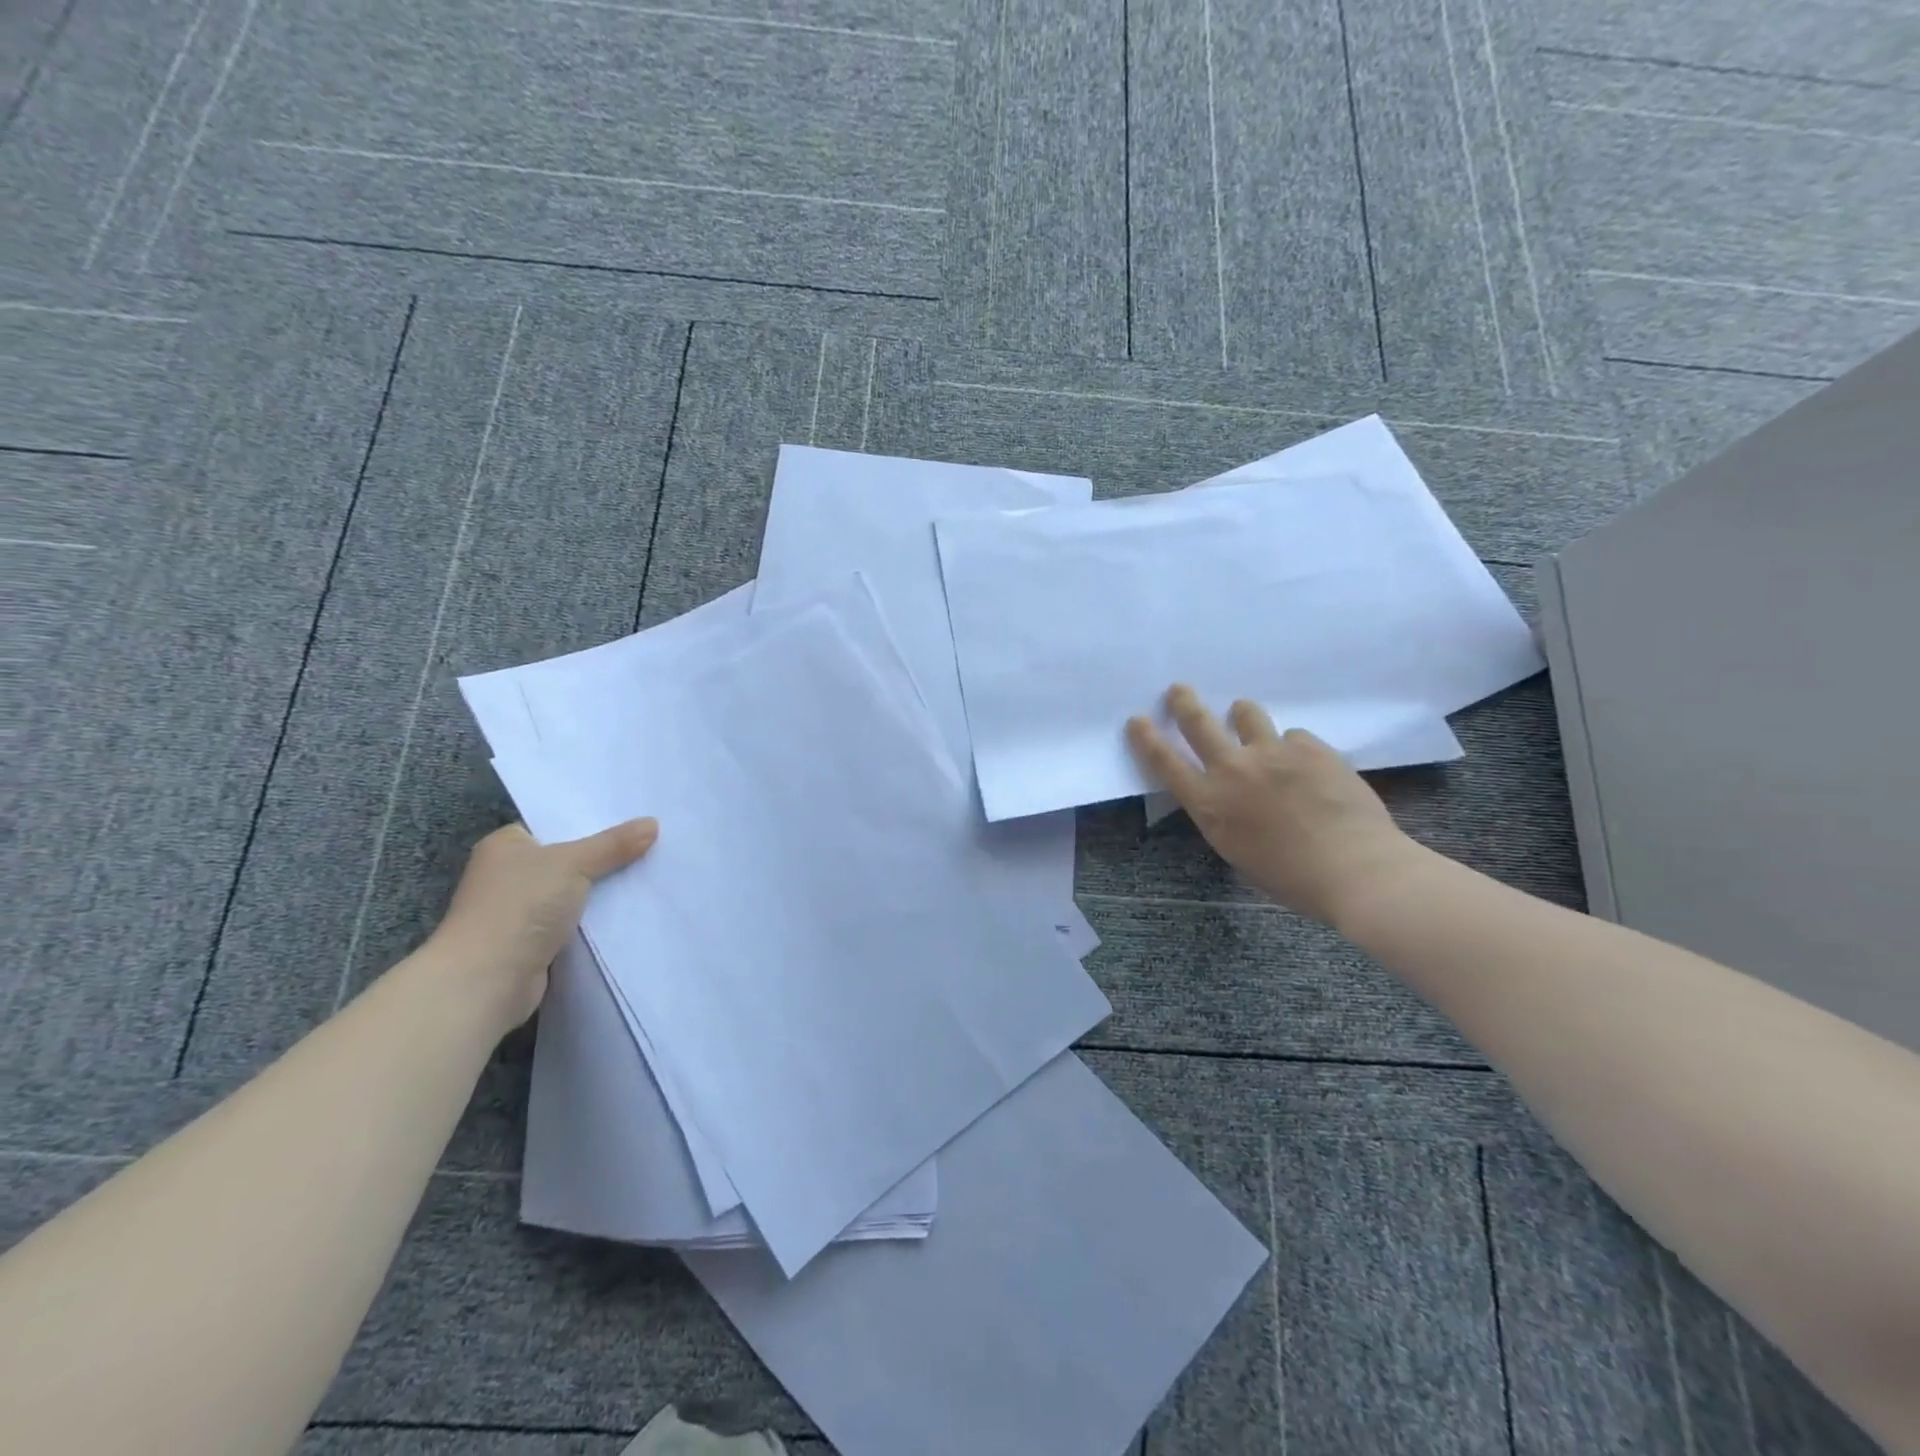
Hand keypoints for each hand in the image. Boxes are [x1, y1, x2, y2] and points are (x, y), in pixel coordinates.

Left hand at [427, 818, 657, 1028]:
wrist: (488, 980)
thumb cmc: (521, 907)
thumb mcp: (573, 863)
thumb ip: (613, 844)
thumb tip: (652, 823)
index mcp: (506, 845)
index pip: (554, 825)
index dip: (591, 821)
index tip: (632, 818)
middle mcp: (508, 874)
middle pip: (568, 858)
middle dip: (604, 856)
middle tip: (650, 843)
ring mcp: (519, 910)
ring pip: (574, 891)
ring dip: (603, 890)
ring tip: (650, 873)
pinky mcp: (533, 942)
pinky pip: (575, 920)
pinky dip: (596, 918)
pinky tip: (630, 910)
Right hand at [1127, 685, 1419, 925]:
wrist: (1354, 869)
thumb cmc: (1290, 877)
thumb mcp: (1236, 850)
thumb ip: (1223, 814)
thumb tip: (1226, 793)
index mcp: (1209, 804)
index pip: (1165, 762)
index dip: (1146, 738)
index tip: (1137, 720)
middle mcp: (1233, 770)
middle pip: (1198, 722)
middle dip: (1184, 702)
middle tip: (1179, 690)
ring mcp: (1272, 753)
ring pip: (1247, 713)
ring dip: (1242, 715)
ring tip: (1246, 718)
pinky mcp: (1310, 746)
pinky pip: (1293, 736)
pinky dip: (1292, 747)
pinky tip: (1307, 766)